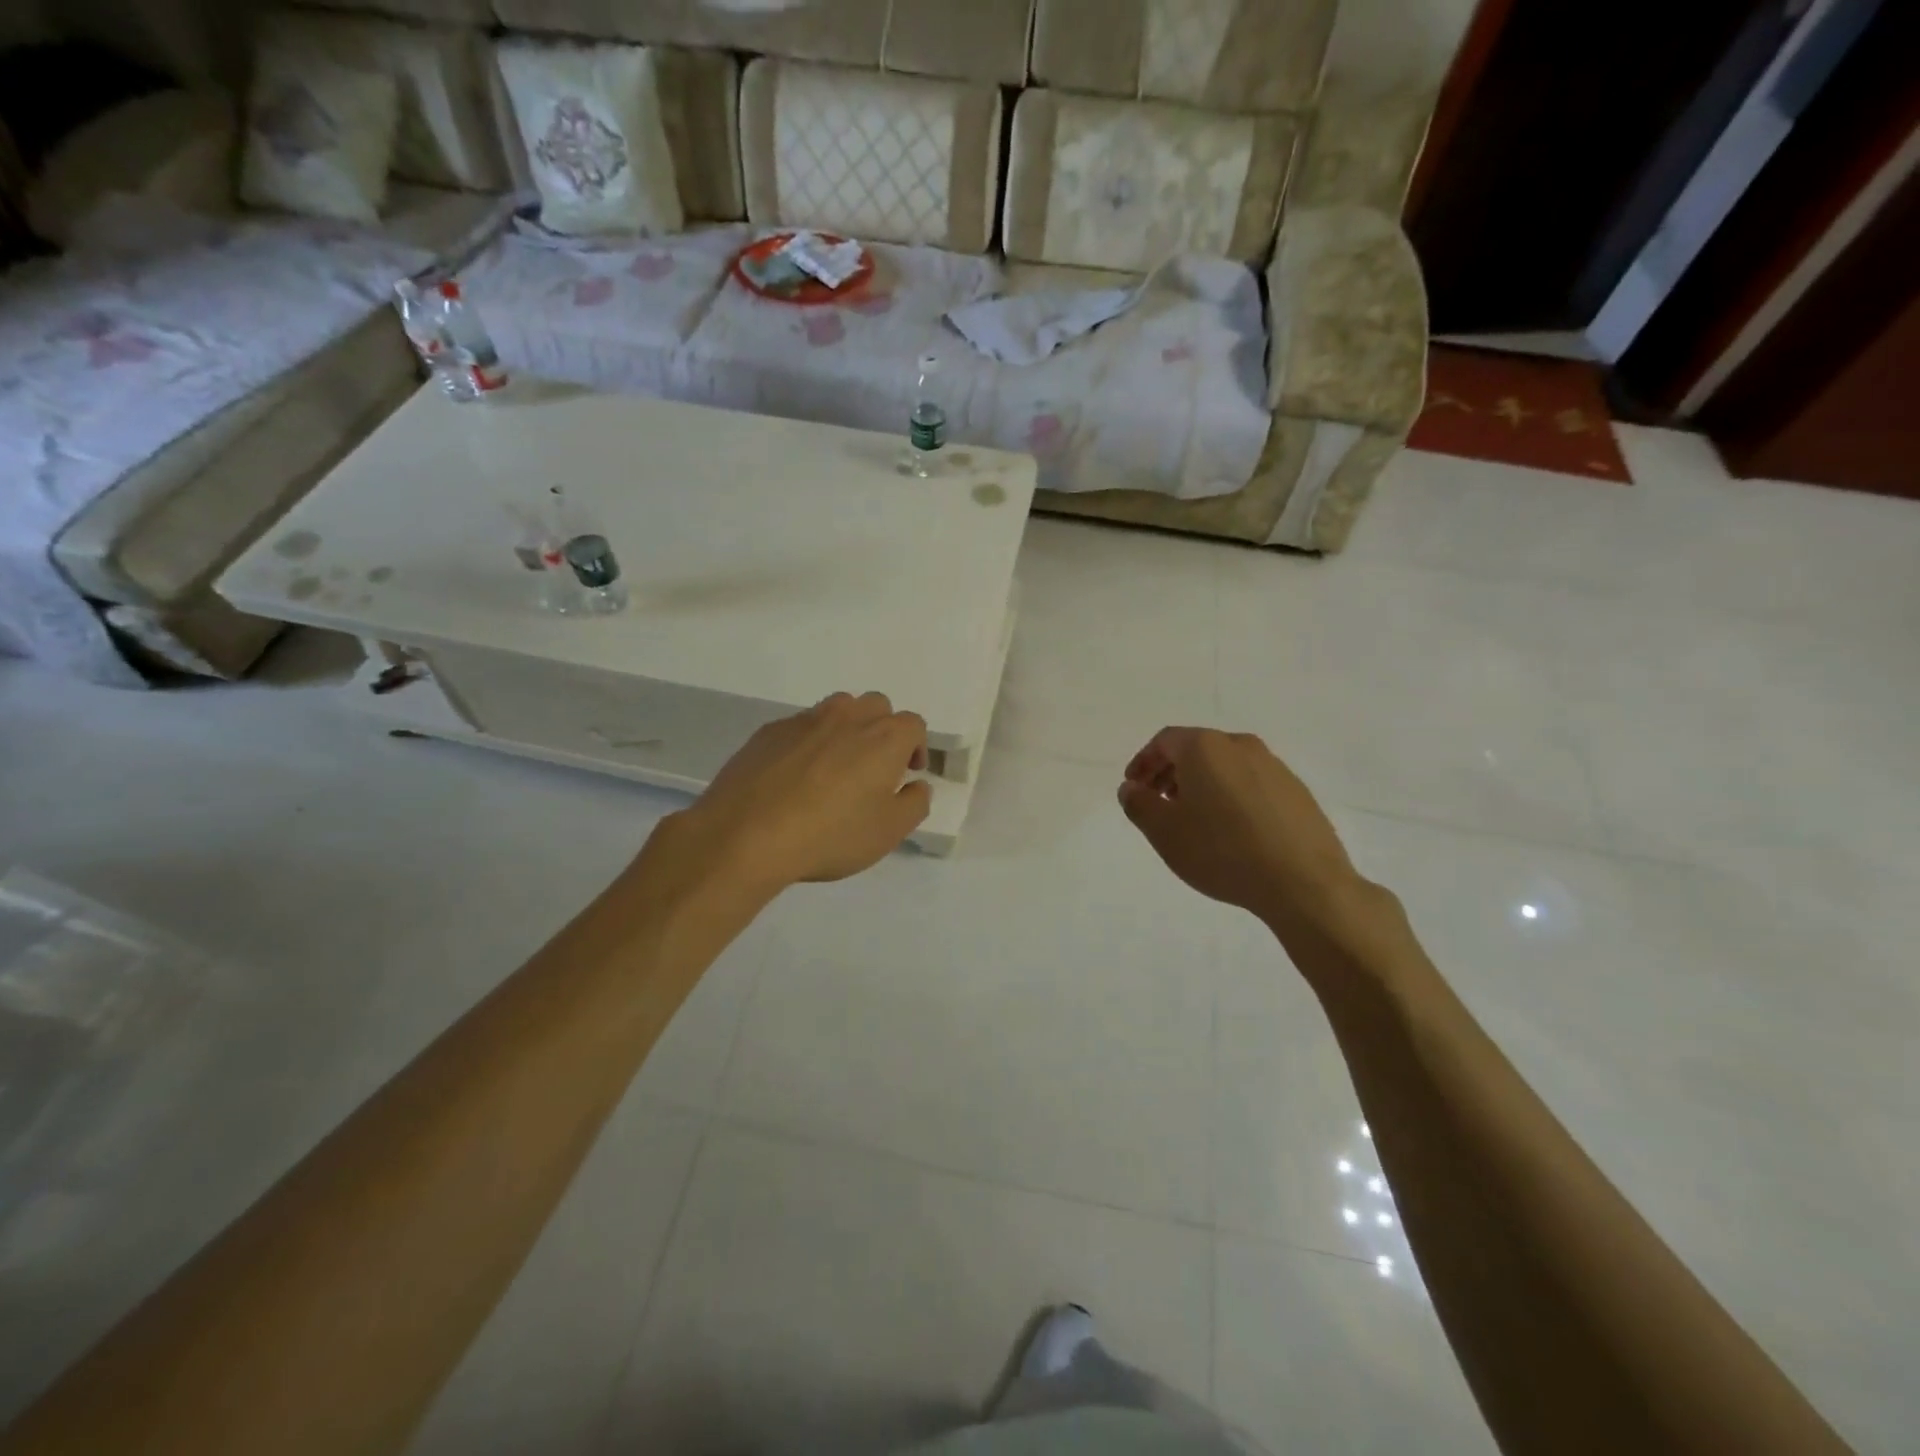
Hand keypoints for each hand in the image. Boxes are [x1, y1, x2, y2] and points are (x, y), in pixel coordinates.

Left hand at [662, 692, 930, 895]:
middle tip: (874, 767)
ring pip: (838, 709)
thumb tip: (917, 785)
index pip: (913, 724)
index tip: (907, 773)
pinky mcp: (770, 731)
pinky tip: (795, 777)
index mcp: (884, 737)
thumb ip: (914, 804)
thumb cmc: (830, 835)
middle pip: (876, 706)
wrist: (747, 835)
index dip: (916, 747)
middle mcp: (848, 717)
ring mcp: (805, 720)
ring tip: (835, 767)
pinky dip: (809, 742)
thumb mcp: (888, 832)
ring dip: (846, 729)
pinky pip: (801, 727)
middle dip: (882, 730)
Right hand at [1118, 727, 1367, 934]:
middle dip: (1171, 773)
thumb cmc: (1221, 850)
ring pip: (1226, 767)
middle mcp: (1241, 746)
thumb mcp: (1164, 832)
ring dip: (1202, 785)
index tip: (1134, 787)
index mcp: (1205, 747)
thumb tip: (1131, 788)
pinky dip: (1231, 797)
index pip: (1165, 741)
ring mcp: (1275, 767)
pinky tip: (1231, 831)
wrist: (1303, 882)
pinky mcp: (1297, 792)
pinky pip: (1252, 785)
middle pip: (1196, 750)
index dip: (1143, 762)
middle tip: (1159, 803)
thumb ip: (1139, 804)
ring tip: (1194, 820)